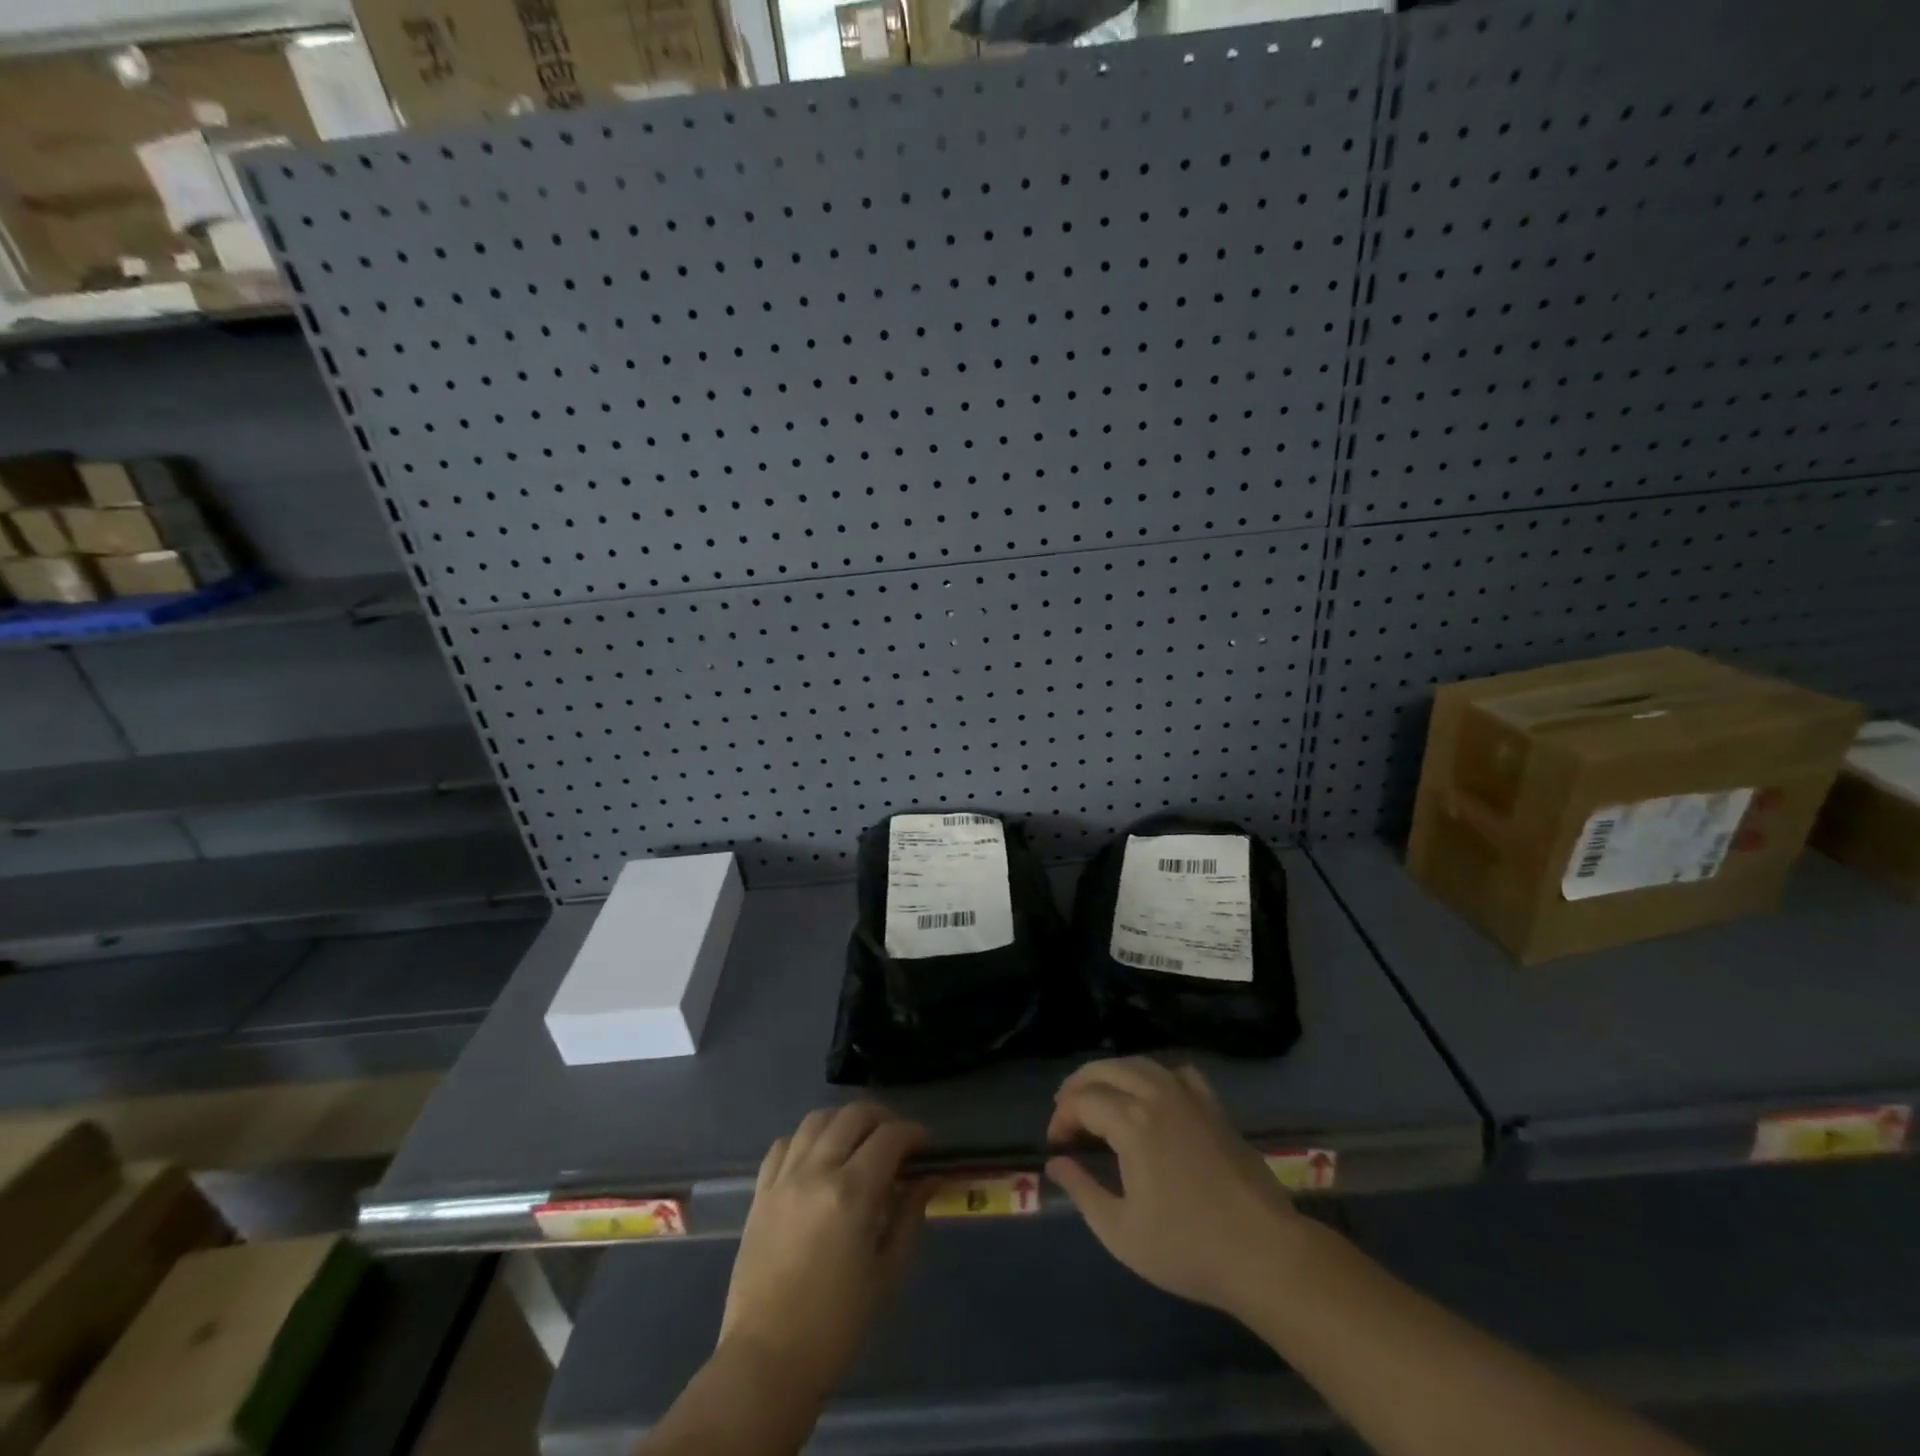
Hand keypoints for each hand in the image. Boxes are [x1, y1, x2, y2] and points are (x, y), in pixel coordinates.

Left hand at [719, 1102, 931, 1397]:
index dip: (913, 1133)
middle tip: (897, 1139)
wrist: (767, 1361)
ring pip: (817, 1120)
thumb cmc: (837, 1325)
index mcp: (852, 1193)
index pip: (890, 1138)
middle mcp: (817, 1172)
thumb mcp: (887, 1273)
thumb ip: (909, 1217)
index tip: (925, 1145)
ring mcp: (784, 1178)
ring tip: (858, 1140)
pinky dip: (806, 1139)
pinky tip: (817, 1157)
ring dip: (844, 1121)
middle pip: (853, 1116)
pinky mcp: (760, 1193)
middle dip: (882, 1118)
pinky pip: (784, 1144)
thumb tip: (927, 1180)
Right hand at [1045, 1058, 1301, 1318]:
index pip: (1082, 1101)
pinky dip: (1154, 1075)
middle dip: (1079, 1085)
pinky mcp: (1214, 1106)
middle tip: (1065, 1111)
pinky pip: (1176, 1072)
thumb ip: (1083, 1191)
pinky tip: (1151, 1095)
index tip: (1056, 1145)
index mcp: (1132, 1122)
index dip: (1062, 1117)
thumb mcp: (1121, 1232)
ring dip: (1111, 1074)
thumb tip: (1055, 1164)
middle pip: (1107, 1069)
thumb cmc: (1188, 1248)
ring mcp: (1189, 1096)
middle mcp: (1157, 1095)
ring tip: (1098, 1097)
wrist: (1265, 1254)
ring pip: (1140, 1064)